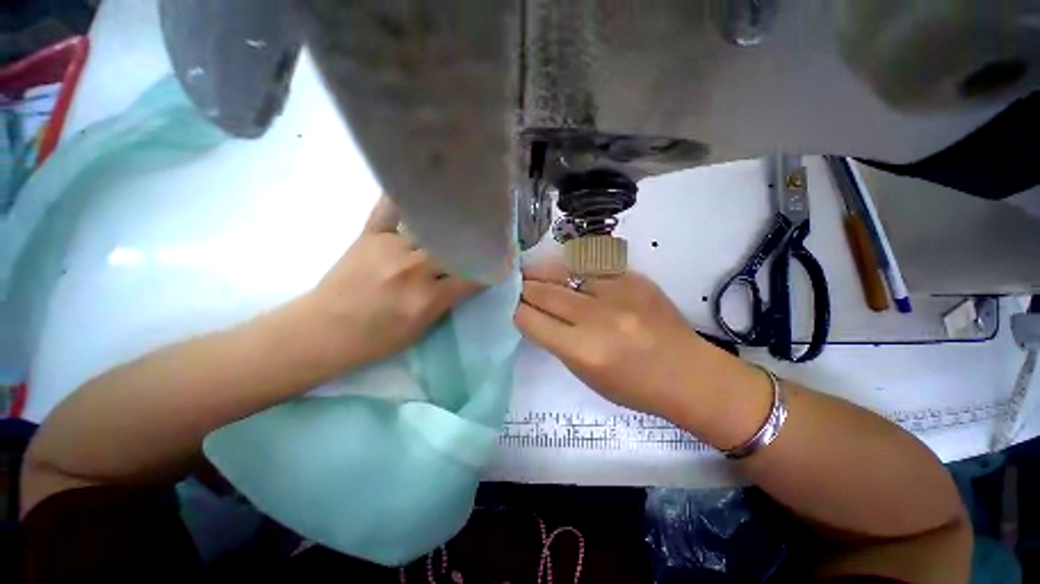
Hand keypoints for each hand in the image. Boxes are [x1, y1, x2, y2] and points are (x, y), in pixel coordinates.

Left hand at [300, 197, 481, 370]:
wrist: (322, 331)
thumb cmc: (375, 340)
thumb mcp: (421, 329)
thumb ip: (447, 301)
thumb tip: (469, 280)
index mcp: (427, 298)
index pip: (472, 276)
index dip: (493, 267)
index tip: (505, 258)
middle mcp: (413, 269)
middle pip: (456, 248)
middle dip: (476, 243)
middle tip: (489, 234)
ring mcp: (390, 247)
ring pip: (432, 229)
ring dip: (450, 226)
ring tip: (463, 216)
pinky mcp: (369, 235)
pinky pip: (391, 209)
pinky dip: (406, 198)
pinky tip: (419, 186)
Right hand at [514, 263, 720, 418]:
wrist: (688, 374)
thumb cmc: (634, 387)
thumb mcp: (585, 374)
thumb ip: (556, 341)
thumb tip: (533, 313)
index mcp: (582, 350)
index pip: (530, 319)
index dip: (514, 309)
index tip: (509, 303)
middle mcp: (597, 317)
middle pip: (543, 291)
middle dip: (523, 286)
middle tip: (514, 282)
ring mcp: (618, 292)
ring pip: (564, 270)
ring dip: (544, 271)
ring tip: (533, 270)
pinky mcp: (634, 277)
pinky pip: (592, 265)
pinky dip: (574, 268)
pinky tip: (568, 270)